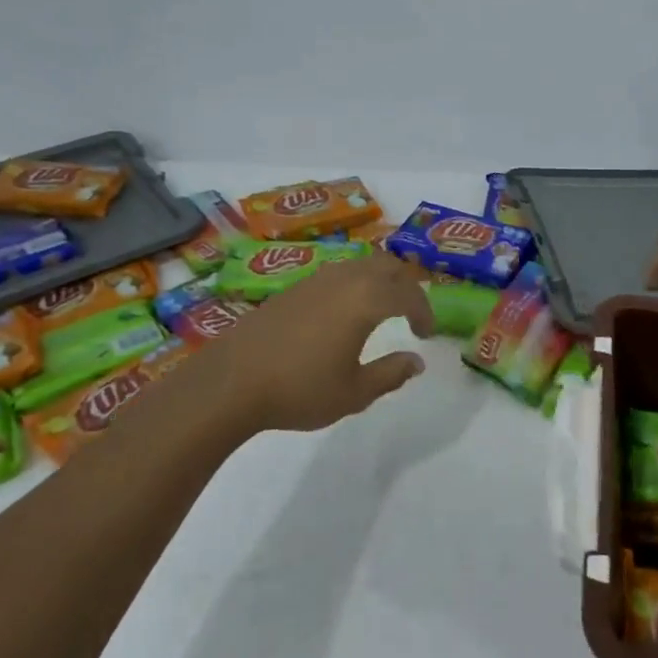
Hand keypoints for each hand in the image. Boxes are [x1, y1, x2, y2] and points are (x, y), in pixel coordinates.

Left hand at [176, 255, 436, 433]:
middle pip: (387, 265)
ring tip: (382, 309)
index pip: (408, 294)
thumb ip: (391, 374)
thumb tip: (417, 361)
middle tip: (410, 312)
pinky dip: (354, 285)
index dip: (424, 311)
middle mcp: (344, 279)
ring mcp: (315, 279)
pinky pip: (337, 273)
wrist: (231, 382)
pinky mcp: (293, 288)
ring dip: (379, 281)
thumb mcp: (354, 392)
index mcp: (365, 300)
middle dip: (405, 285)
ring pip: (360, 265)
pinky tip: (344, 314)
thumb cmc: (300, 389)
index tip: (426, 334)